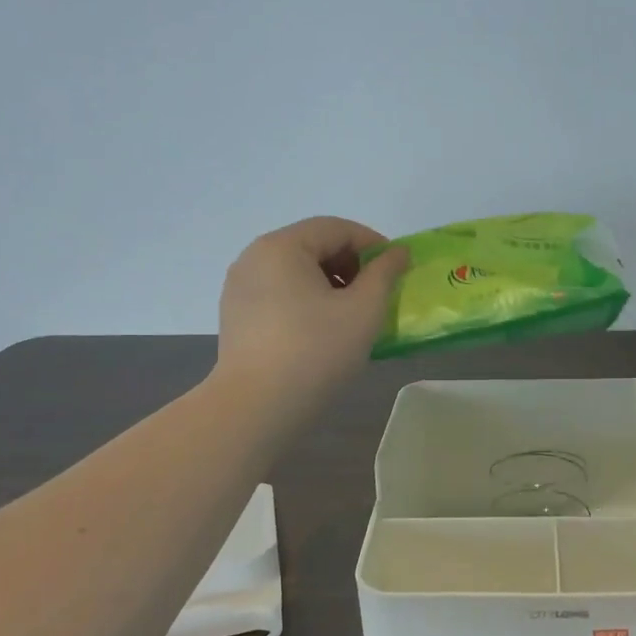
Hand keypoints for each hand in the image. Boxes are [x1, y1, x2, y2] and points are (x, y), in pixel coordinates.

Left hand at [217, 217, 409, 411]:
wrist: (256, 407)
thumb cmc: (316, 350)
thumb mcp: (363, 309)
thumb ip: (385, 273)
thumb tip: (398, 252)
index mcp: (282, 246)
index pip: (337, 228)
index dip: (373, 244)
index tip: (397, 270)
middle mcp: (255, 257)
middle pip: (313, 245)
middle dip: (351, 264)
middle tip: (376, 294)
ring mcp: (240, 287)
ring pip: (296, 271)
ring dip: (330, 283)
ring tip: (352, 315)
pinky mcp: (237, 315)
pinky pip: (280, 293)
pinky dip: (307, 300)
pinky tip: (323, 330)